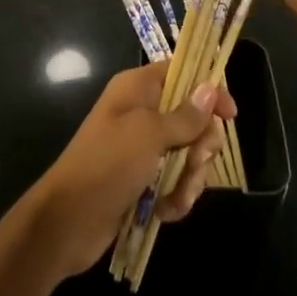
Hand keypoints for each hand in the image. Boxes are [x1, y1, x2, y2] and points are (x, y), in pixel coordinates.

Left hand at [25, 61, 236, 279]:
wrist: (66, 222)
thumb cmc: (106, 164)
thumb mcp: (148, 135)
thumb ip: (184, 115)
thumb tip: (211, 88)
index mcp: (139, 89)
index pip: (183, 73)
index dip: (209, 90)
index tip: (230, 115)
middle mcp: (143, 113)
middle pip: (193, 118)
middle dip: (202, 145)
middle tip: (196, 161)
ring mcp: (143, 149)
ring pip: (189, 155)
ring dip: (191, 178)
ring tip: (178, 196)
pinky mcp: (144, 181)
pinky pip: (176, 182)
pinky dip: (177, 197)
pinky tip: (167, 212)